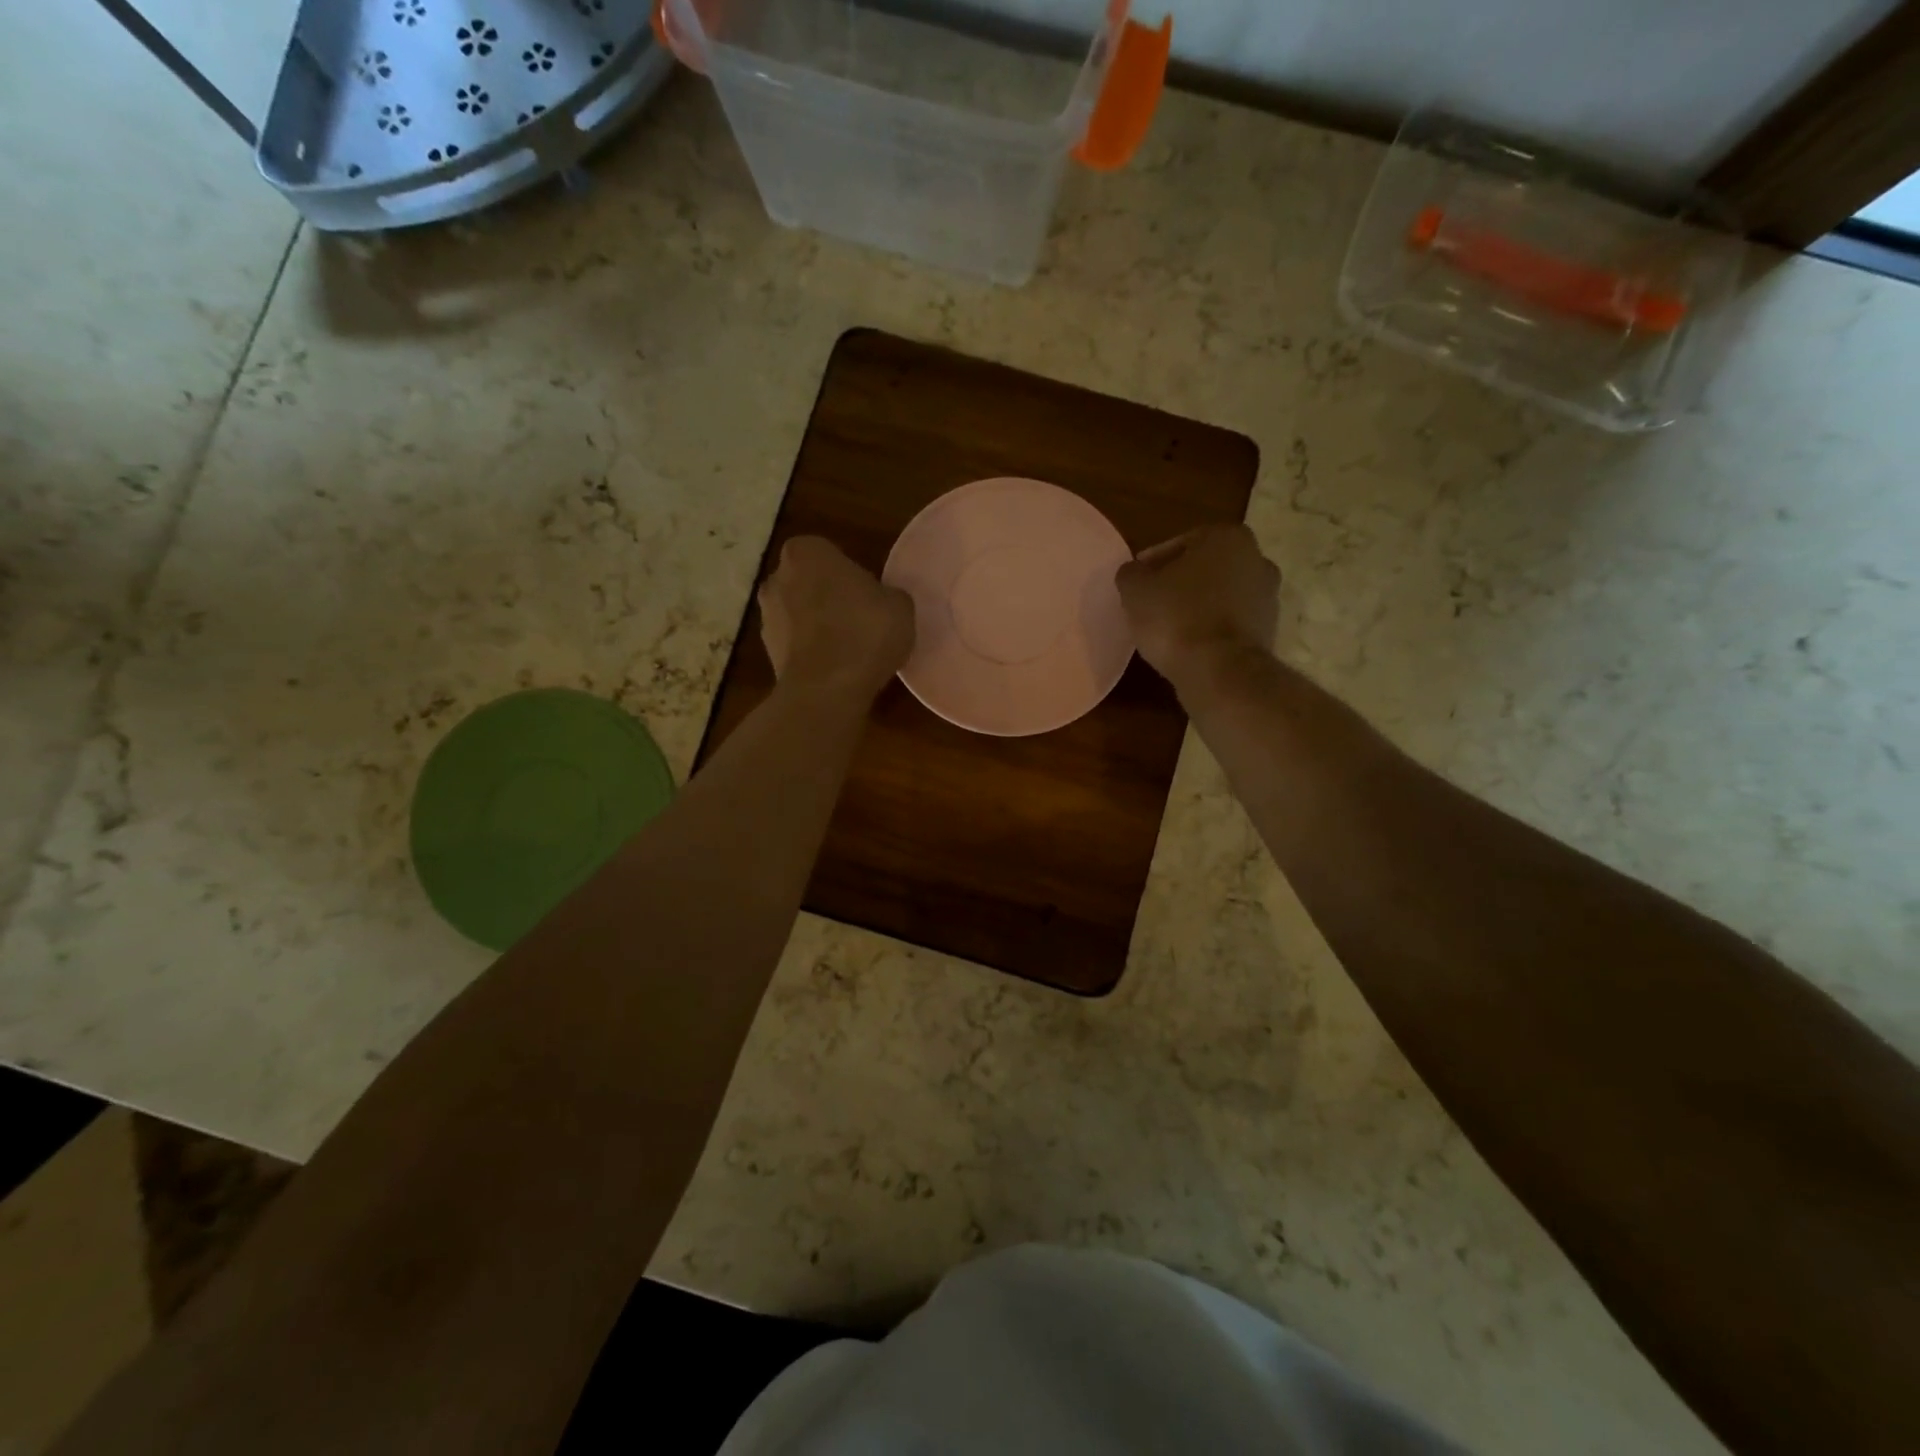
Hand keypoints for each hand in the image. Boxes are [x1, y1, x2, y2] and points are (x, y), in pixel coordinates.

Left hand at [758, 536, 914, 698]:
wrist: (827, 689)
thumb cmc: (865, 632)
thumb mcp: (899, 605)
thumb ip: (886, 594)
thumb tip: (881, 601)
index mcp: (806, 551)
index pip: (828, 553)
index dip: (848, 573)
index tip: (866, 594)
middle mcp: (777, 577)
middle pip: (807, 582)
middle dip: (826, 596)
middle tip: (858, 618)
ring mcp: (766, 616)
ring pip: (798, 614)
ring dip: (816, 625)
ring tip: (848, 648)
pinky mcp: (766, 652)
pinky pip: (795, 644)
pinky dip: (810, 651)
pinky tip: (834, 668)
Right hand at [1115, 524, 1280, 686]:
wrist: (1220, 671)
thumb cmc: (1176, 618)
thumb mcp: (1135, 590)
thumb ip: (1132, 573)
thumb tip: (1135, 573)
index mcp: (1228, 537)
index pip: (1181, 543)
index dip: (1153, 563)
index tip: (1137, 583)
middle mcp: (1257, 559)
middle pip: (1205, 568)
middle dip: (1180, 583)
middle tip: (1152, 603)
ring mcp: (1268, 597)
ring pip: (1221, 596)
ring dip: (1197, 607)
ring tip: (1168, 628)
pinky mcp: (1268, 631)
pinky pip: (1230, 623)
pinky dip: (1211, 630)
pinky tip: (1188, 645)